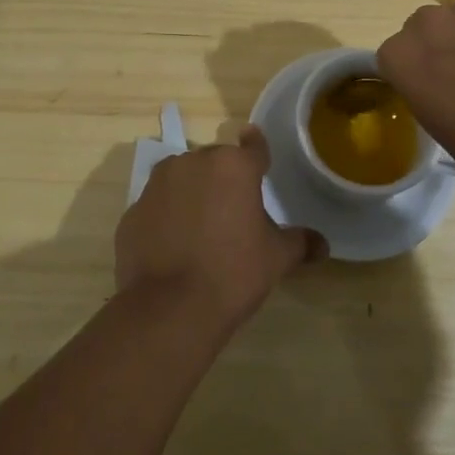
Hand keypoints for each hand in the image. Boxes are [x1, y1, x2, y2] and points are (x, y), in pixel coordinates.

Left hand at [115, 127, 323, 330]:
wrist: (169, 309)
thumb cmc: (233, 272)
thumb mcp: (276, 258)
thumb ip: (299, 243)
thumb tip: (323, 245)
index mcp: (233, 166)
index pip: (253, 146)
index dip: (258, 149)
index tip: (257, 150)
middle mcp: (192, 163)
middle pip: (214, 162)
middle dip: (223, 179)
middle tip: (234, 210)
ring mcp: (156, 186)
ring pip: (180, 179)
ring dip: (192, 193)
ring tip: (201, 228)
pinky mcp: (131, 212)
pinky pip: (157, 207)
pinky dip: (166, 218)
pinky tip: (174, 247)